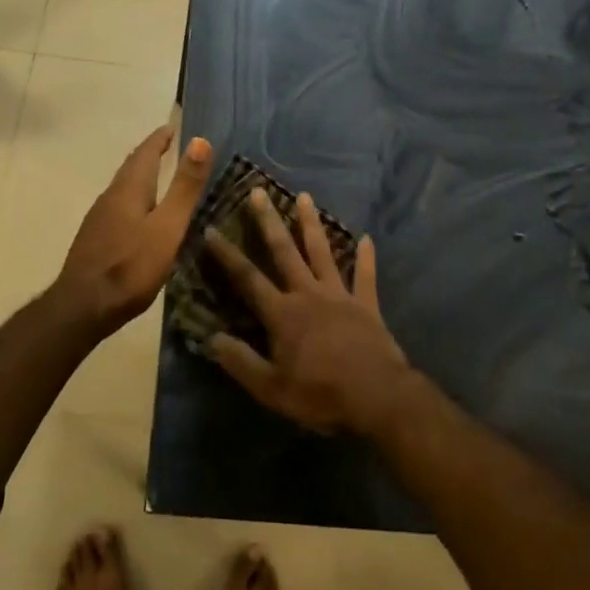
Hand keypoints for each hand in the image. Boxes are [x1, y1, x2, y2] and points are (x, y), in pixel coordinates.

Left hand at [54, 127, 212, 332]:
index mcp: (129, 188)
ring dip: (141, 176)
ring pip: (124, 186)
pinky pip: (118, 205)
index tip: (174, 126)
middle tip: (169, 146)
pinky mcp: (95, 238)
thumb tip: (199, 140)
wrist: (82, 307)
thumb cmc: (130, 266)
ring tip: (160, 177)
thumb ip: (184, 187)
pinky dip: (134, 197)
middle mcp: (110, 195)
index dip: (160, 138)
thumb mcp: (167, 227)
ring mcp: (99, 217)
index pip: (145, 151)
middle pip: (132, 166)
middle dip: (150, 153)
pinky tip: (141, 215)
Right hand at [205, 189, 412, 435]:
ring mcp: (339, 295)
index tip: (211, 229)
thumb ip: (241, 362)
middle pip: (284, 251)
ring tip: (305, 196)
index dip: (227, 255)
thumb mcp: (271, 389)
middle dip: (269, 221)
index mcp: (282, 314)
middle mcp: (307, 294)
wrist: (377, 397)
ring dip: (312, 224)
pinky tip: (368, 238)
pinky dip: (366, 258)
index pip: (247, 278)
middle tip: (258, 191)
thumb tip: (211, 338)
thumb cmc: (320, 395)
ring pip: (322, 252)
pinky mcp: (366, 305)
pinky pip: (366, 276)